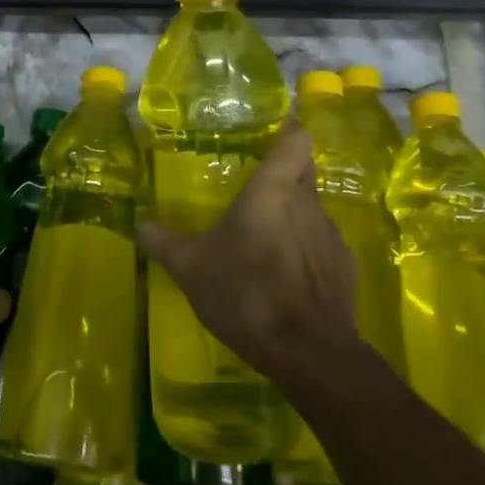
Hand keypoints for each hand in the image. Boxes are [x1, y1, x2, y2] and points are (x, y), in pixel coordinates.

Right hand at [137, 123, 360, 378]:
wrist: (309, 354)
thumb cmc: (247, 293)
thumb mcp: (191, 268)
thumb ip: (163, 242)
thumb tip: (139, 224)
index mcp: (274, 189)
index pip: (296, 138)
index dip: (287, 131)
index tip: (270, 135)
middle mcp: (308, 203)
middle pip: (304, 169)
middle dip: (285, 171)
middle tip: (256, 186)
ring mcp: (332, 236)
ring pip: (313, 209)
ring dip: (294, 215)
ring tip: (267, 239)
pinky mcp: (345, 269)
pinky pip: (323, 245)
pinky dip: (307, 251)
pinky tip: (288, 277)